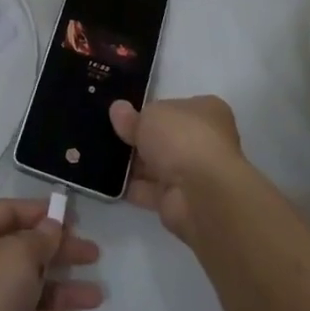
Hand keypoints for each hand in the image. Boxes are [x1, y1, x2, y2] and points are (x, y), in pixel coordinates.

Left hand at [0, 199, 102, 310]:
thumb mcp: (20, 254)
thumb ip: (41, 237)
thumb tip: (51, 226)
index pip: (8, 211)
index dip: (40, 211)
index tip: (73, 219)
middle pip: (22, 250)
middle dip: (59, 252)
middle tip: (94, 255)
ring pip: (27, 287)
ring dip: (61, 289)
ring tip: (96, 297)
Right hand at [109, 95, 243, 242]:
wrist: (199, 192)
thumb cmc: (181, 138)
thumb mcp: (151, 115)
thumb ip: (133, 116)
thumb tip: (118, 110)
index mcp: (208, 112)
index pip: (178, 108)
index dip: (153, 110)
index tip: (126, 114)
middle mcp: (206, 142)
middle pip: (166, 138)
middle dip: (140, 139)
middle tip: (109, 134)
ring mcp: (194, 175)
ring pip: (158, 166)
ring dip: (134, 164)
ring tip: (101, 156)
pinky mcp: (180, 202)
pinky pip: (150, 191)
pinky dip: (132, 187)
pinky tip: (107, 181)